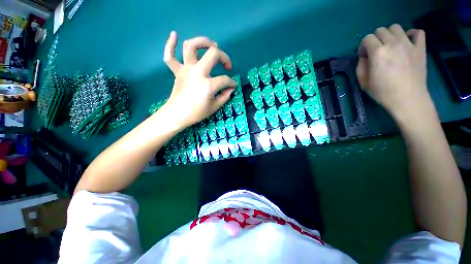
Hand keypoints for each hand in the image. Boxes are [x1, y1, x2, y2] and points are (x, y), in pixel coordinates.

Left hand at [160, 31, 235, 128]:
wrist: (177, 115)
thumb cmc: (196, 113)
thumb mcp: (214, 107)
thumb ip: (225, 96)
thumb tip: (231, 88)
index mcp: (208, 85)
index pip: (225, 80)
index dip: (231, 83)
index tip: (232, 86)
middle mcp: (197, 72)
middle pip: (213, 54)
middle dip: (224, 57)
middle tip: (226, 65)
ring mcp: (185, 70)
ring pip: (191, 47)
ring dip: (202, 42)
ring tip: (211, 45)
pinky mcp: (177, 71)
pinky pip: (170, 55)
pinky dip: (171, 44)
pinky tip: (175, 34)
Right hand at [356, 24, 430, 119]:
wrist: (408, 99)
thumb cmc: (383, 92)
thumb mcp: (363, 82)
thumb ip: (360, 66)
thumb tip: (364, 57)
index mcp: (378, 53)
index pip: (367, 39)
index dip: (363, 46)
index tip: (364, 56)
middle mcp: (393, 44)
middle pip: (380, 30)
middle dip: (375, 40)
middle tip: (376, 51)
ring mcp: (409, 44)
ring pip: (396, 27)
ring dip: (390, 34)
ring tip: (390, 46)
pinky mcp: (420, 48)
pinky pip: (418, 32)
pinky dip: (411, 34)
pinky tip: (407, 42)